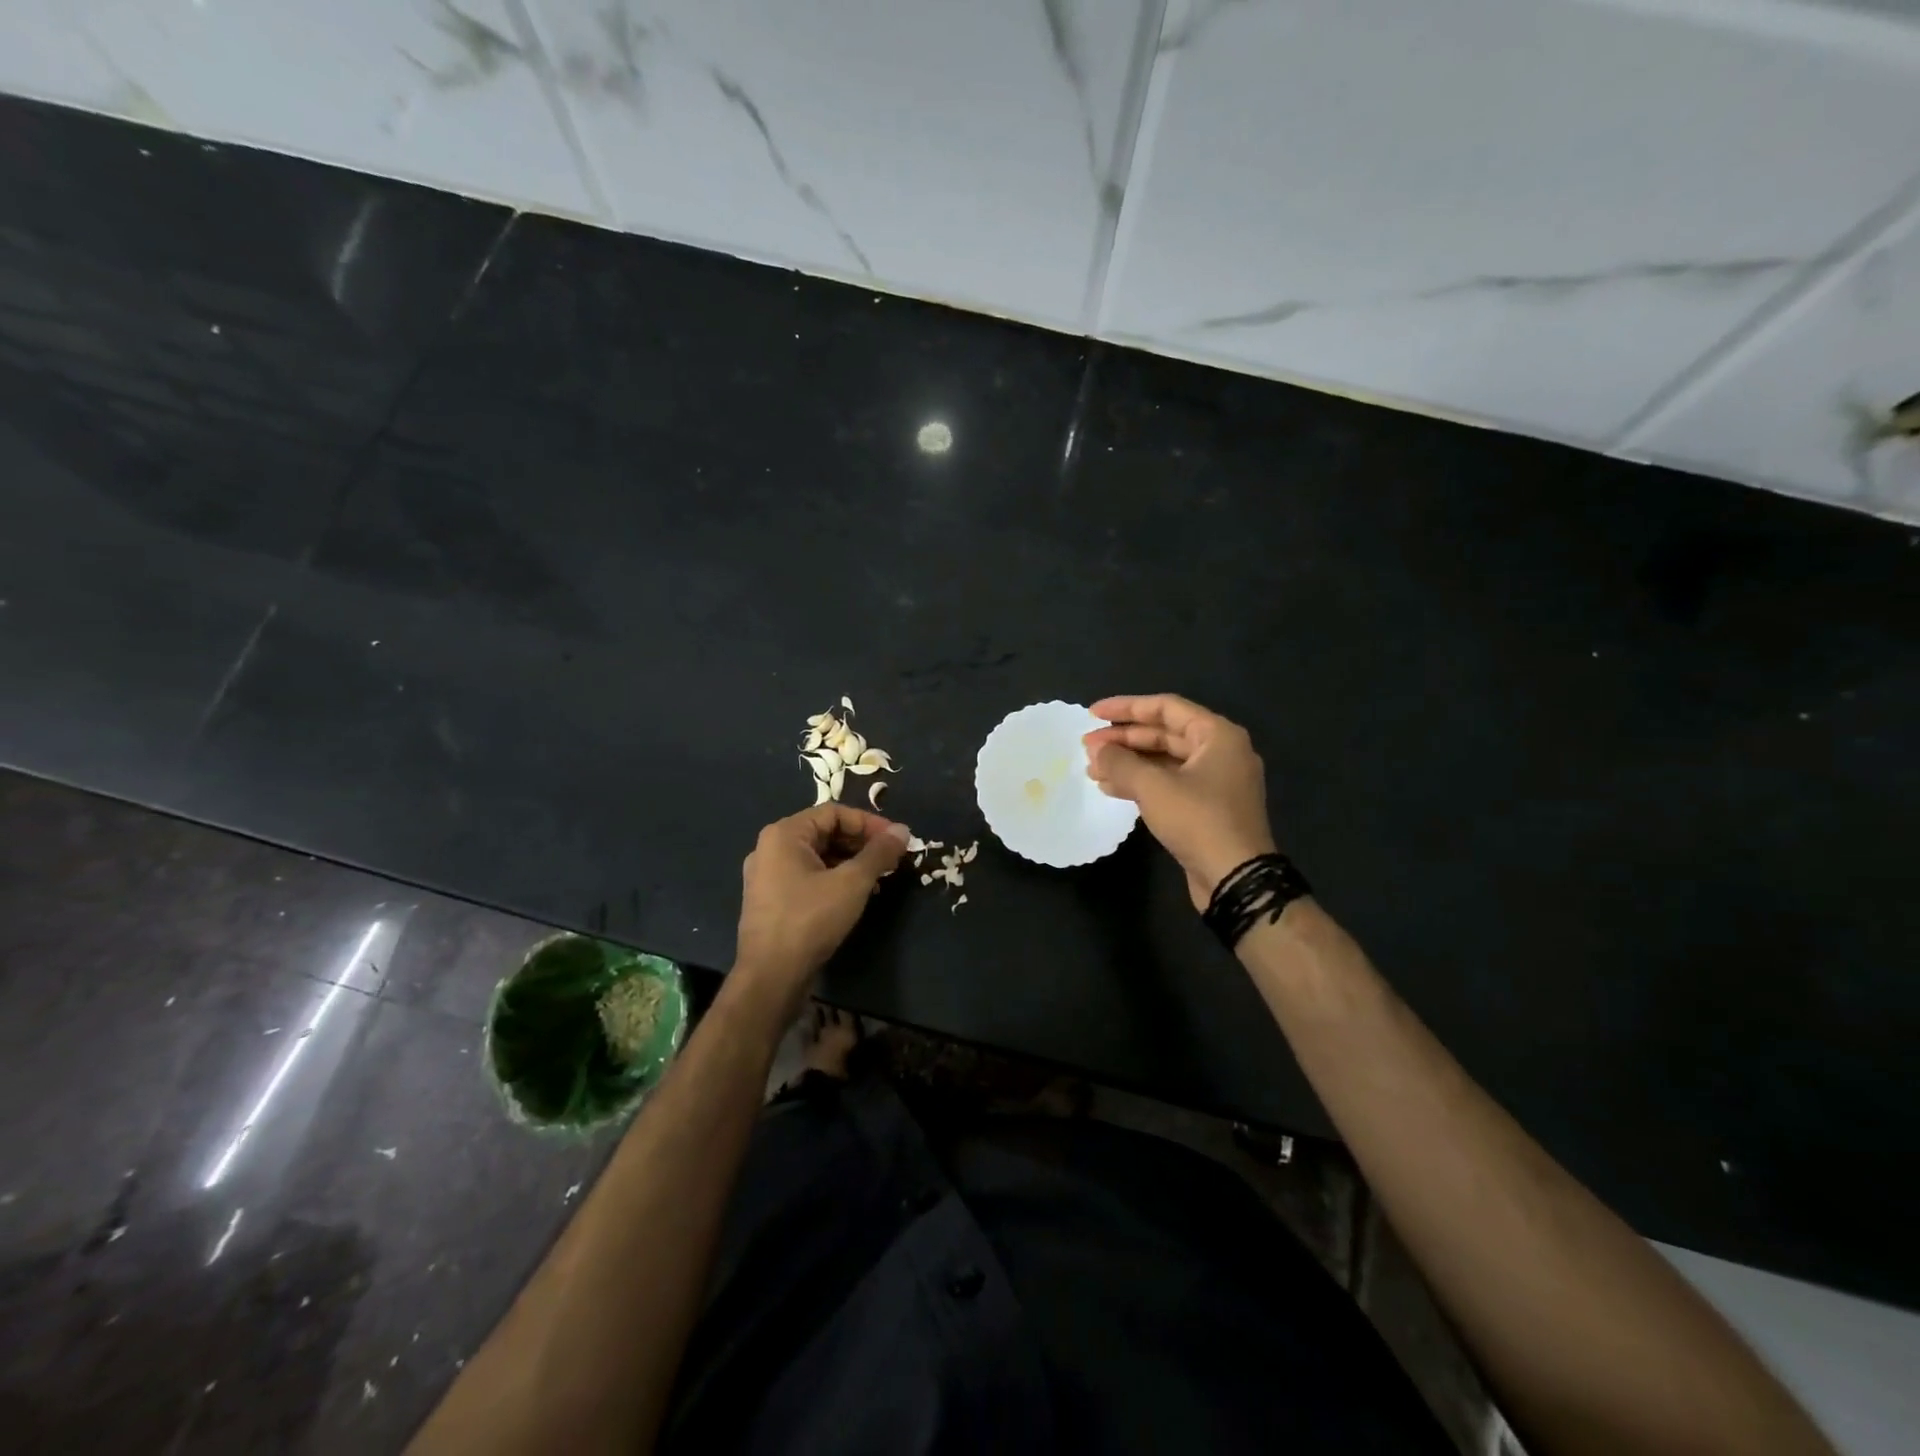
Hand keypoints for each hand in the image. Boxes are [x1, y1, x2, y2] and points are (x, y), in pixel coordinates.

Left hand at [733, 804, 910, 1015]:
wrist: (771, 977)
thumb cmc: (810, 920)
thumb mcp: (852, 883)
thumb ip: (879, 853)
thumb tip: (903, 830)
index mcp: (784, 834)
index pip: (834, 813)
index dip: (869, 823)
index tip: (896, 840)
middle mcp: (770, 848)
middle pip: (824, 833)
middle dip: (861, 843)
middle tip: (891, 859)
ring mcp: (767, 876)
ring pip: (817, 857)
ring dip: (850, 863)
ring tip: (878, 879)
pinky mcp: (771, 901)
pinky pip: (808, 877)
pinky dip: (834, 879)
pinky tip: (855, 896)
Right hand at [1084, 694, 1276, 910]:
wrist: (1236, 878)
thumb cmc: (1198, 820)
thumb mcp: (1153, 787)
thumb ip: (1120, 762)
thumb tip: (1095, 750)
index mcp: (1217, 735)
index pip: (1166, 707)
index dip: (1126, 708)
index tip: (1092, 715)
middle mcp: (1220, 752)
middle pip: (1164, 734)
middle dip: (1123, 739)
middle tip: (1087, 747)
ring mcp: (1215, 782)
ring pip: (1164, 761)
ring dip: (1128, 763)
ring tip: (1093, 770)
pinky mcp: (1207, 808)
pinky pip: (1169, 784)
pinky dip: (1141, 783)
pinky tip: (1111, 789)